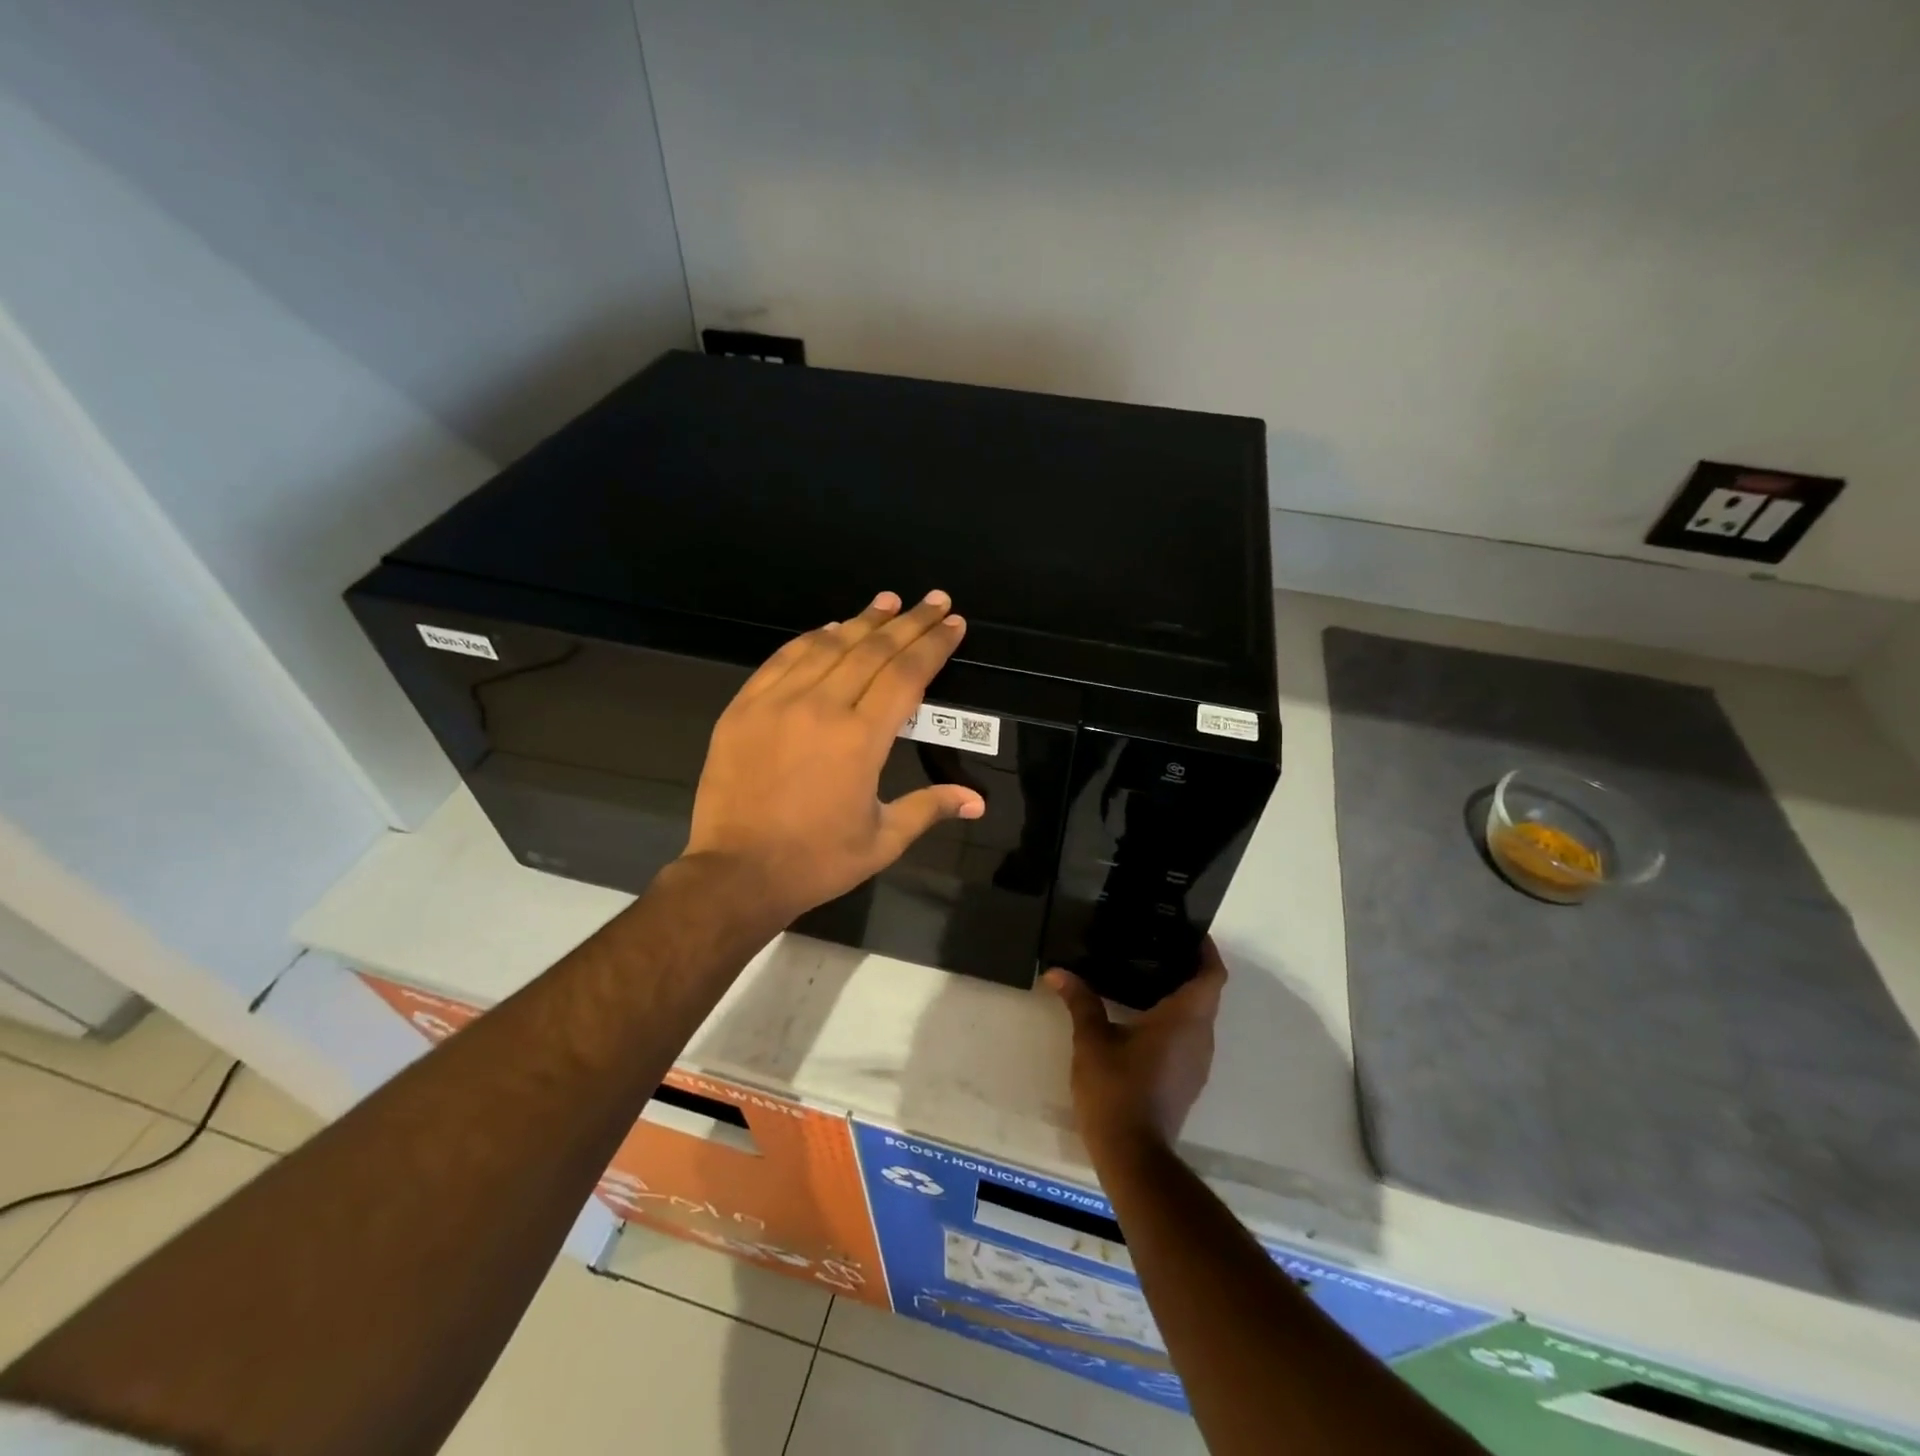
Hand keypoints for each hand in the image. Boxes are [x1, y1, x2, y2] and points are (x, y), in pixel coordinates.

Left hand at [684, 590, 984, 921]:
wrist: (736, 873)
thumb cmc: (816, 861)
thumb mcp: (882, 840)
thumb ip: (929, 809)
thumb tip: (977, 802)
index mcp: (861, 739)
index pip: (907, 675)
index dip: (933, 645)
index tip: (953, 623)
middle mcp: (822, 708)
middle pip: (873, 650)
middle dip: (909, 622)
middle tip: (934, 600)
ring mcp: (777, 703)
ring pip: (828, 646)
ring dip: (863, 621)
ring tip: (888, 602)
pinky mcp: (744, 707)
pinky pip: (783, 659)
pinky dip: (811, 638)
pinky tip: (830, 628)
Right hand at [1045, 940, 1227, 1151]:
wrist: (1133, 1154)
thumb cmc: (1116, 1089)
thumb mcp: (1091, 1040)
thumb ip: (1080, 1001)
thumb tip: (1057, 972)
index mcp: (1185, 1019)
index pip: (1212, 975)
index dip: (1206, 950)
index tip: (1189, 931)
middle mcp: (1201, 1037)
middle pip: (1207, 992)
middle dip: (1188, 967)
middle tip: (1155, 944)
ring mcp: (1197, 1061)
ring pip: (1199, 1016)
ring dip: (1182, 994)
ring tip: (1146, 973)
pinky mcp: (1187, 1079)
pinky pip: (1189, 1036)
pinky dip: (1175, 1018)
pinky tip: (1143, 1016)